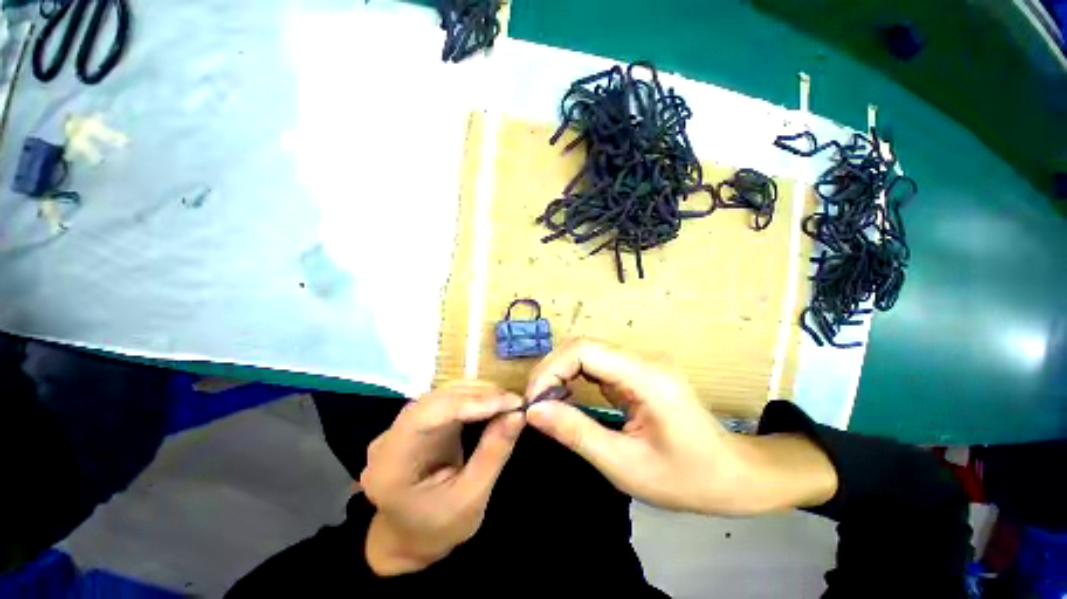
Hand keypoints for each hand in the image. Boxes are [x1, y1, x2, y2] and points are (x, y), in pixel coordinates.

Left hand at [360, 381, 524, 575]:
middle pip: (438, 398)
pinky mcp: (419, 420)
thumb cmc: (436, 528)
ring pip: (443, 393)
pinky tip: (492, 402)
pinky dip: (473, 398)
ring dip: (478, 393)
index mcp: (392, 462)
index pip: (431, 414)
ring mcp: (403, 424)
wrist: (408, 538)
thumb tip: (518, 414)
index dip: (471, 402)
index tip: (510, 403)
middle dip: (479, 395)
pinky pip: (447, 399)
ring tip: (508, 400)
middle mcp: (391, 435)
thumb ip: (493, 454)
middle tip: (515, 401)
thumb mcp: (470, 500)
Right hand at [525, 339, 836, 515]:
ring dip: (560, 372)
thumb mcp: (625, 466)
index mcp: (645, 376)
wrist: (734, 475)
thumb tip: (533, 412)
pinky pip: (597, 364)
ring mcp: (640, 363)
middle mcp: (642, 359)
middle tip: (535, 405)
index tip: (534, 403)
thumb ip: (576, 433)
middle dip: (551, 370)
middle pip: (582, 346)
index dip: (551, 369)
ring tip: (546, 403)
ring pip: (587, 352)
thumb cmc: (686, 479)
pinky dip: (574, 377)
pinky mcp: (637, 371)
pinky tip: (566, 397)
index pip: (583, 350)